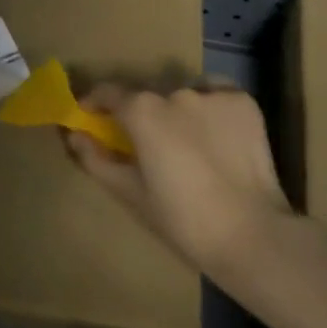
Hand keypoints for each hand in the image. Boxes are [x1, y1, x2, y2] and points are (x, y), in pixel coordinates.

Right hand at [66, 84, 292, 274]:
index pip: (108, 92)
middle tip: (148, 147)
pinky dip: (211, 111)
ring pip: (184, 96)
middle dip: (142, 115)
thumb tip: (74, 135)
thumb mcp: (131, 194)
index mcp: (142, 111)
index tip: (91, 117)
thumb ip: (96, 160)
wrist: (252, 235)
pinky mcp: (243, 102)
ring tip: (189, 147)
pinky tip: (218, 139)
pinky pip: (217, 97)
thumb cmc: (183, 220)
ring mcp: (212, 94)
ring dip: (178, 113)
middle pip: (149, 96)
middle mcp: (174, 91)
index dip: (95, 103)